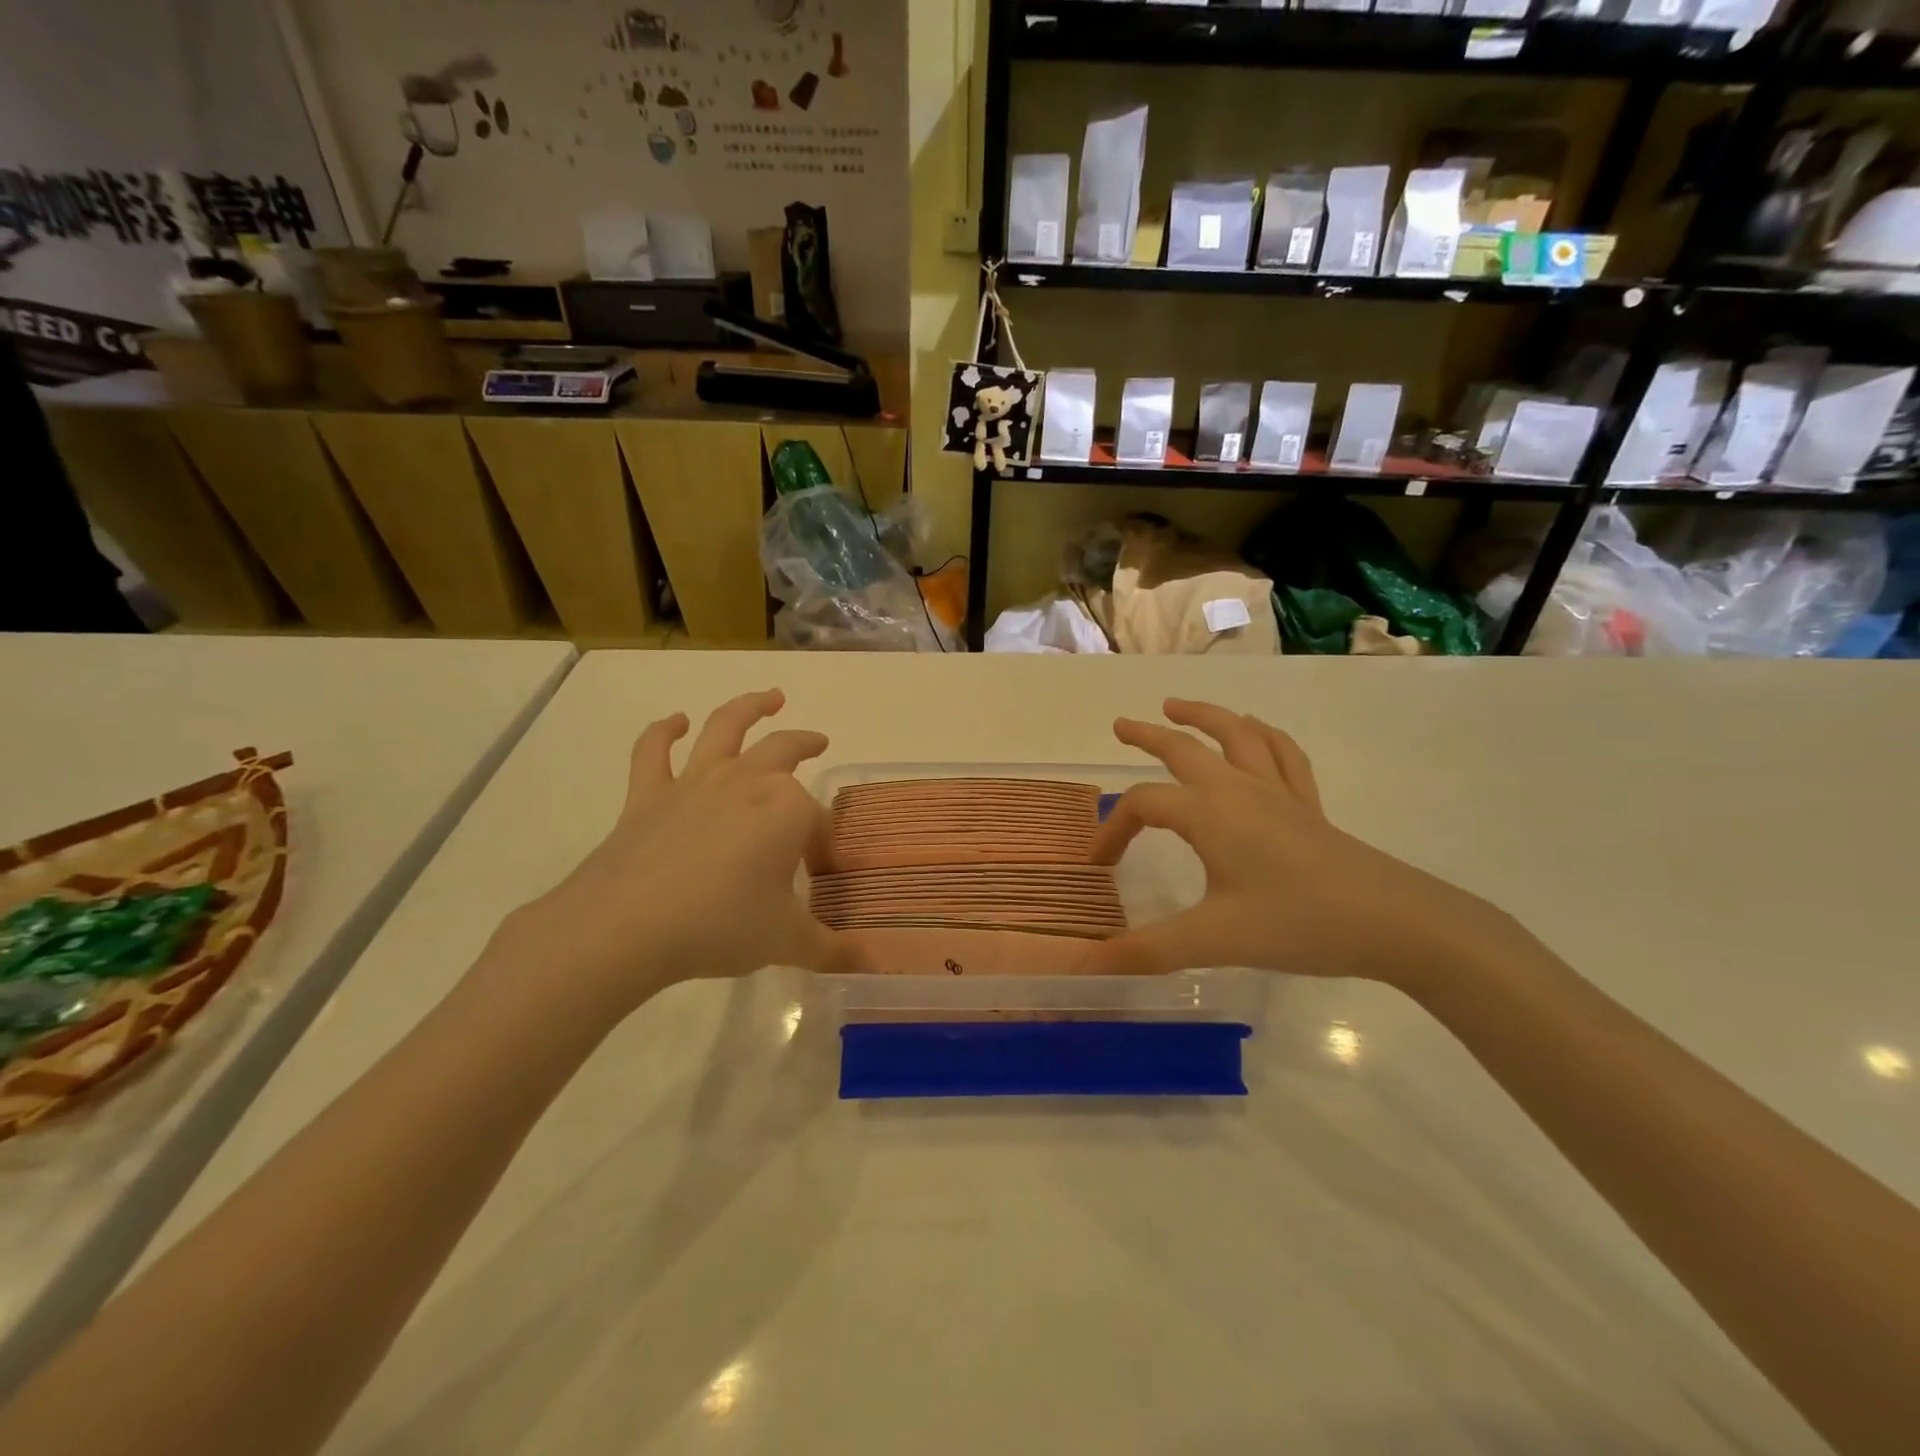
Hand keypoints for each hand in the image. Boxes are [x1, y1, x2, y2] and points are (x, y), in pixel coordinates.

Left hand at [485, 690, 867, 1022]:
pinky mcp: (648, 793)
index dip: (822, 843)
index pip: (818, 820)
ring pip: (726, 727)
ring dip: (750, 706)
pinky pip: (654, 751)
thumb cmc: (720, 925)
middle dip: (805, 744)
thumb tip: (868, 964)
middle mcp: (746, 782)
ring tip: (769, 696)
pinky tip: (675, 722)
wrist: (627, 925)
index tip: (819, 871)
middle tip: (819, 741)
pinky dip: (663, 731)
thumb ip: (830, 949)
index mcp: (787, 809)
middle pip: (785, 750)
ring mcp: (694, 781)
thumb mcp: (786, 942)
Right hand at [1080, 699, 1509, 987]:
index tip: (1099, 865)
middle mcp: (1239, 789)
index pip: (1143, 805)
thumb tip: (1085, 965)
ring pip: (1237, 735)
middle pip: (1184, 748)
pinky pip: (1283, 754)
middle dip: (1148, 735)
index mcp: (1209, 813)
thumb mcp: (1213, 940)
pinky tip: (1255, 732)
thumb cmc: (1296, 923)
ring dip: (1204, 716)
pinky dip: (1262, 735)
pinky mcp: (1309, 805)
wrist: (1392, 922)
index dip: (1112, 829)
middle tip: (1121, 725)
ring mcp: (1279, 792)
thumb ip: (1146, 951)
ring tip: (1178, 706)